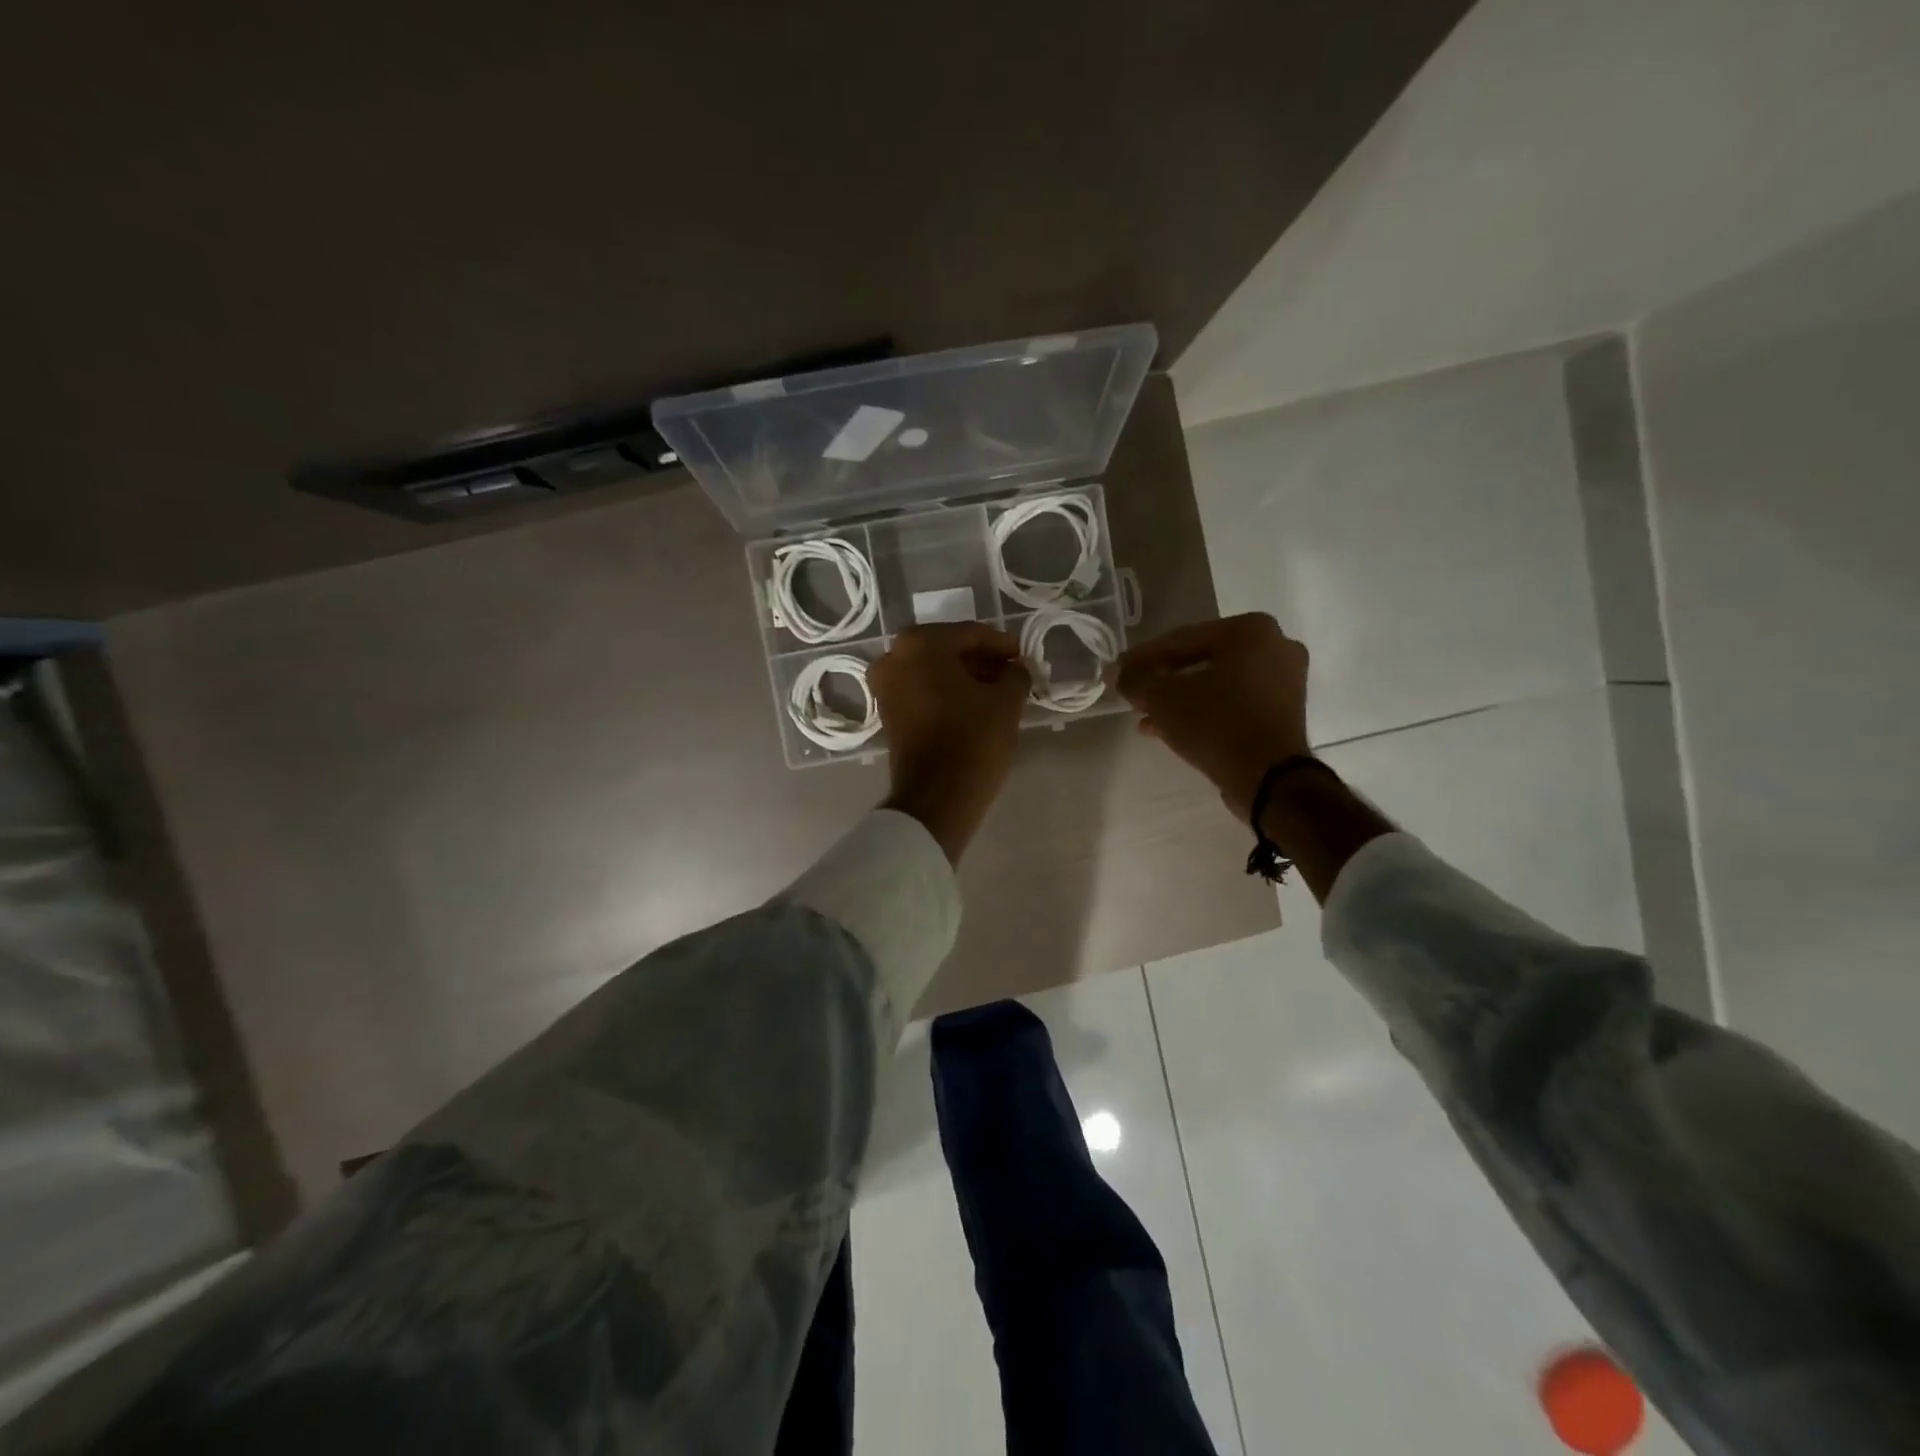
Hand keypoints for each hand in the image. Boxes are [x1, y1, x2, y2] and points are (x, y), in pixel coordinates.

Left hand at [870, 622, 1029, 863]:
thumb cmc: (973, 740)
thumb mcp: (1006, 701)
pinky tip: (976, 705)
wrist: (936, 798)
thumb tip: (1016, 668)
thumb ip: (1015, 674)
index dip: (1002, 645)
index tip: (1024, 655)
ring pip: (934, 671)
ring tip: (1000, 691)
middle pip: (948, 650)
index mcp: (920, 644)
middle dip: (982, 661)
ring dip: (965, 677)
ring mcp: (885, 686)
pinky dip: (947, 693)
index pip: (970, 634)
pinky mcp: (887, 713)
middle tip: (1013, 673)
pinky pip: (923, 691)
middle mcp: (893, 657)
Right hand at [1114, 613, 1310, 820]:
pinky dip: (1204, 710)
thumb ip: (1134, 680)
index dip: (1142, 658)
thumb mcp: (1162, 699)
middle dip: (1163, 679)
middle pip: (1200, 659)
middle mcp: (1275, 646)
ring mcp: (1284, 680)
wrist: (1269, 779)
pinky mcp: (1284, 711)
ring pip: (1216, 683)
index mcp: (1250, 630)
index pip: (1181, 639)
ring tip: (1146, 716)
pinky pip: (1234, 702)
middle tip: (1134, 693)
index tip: (1118, 672)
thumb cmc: (1215, 724)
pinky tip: (1169, 728)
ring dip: (1179, 698)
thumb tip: (1117, 673)